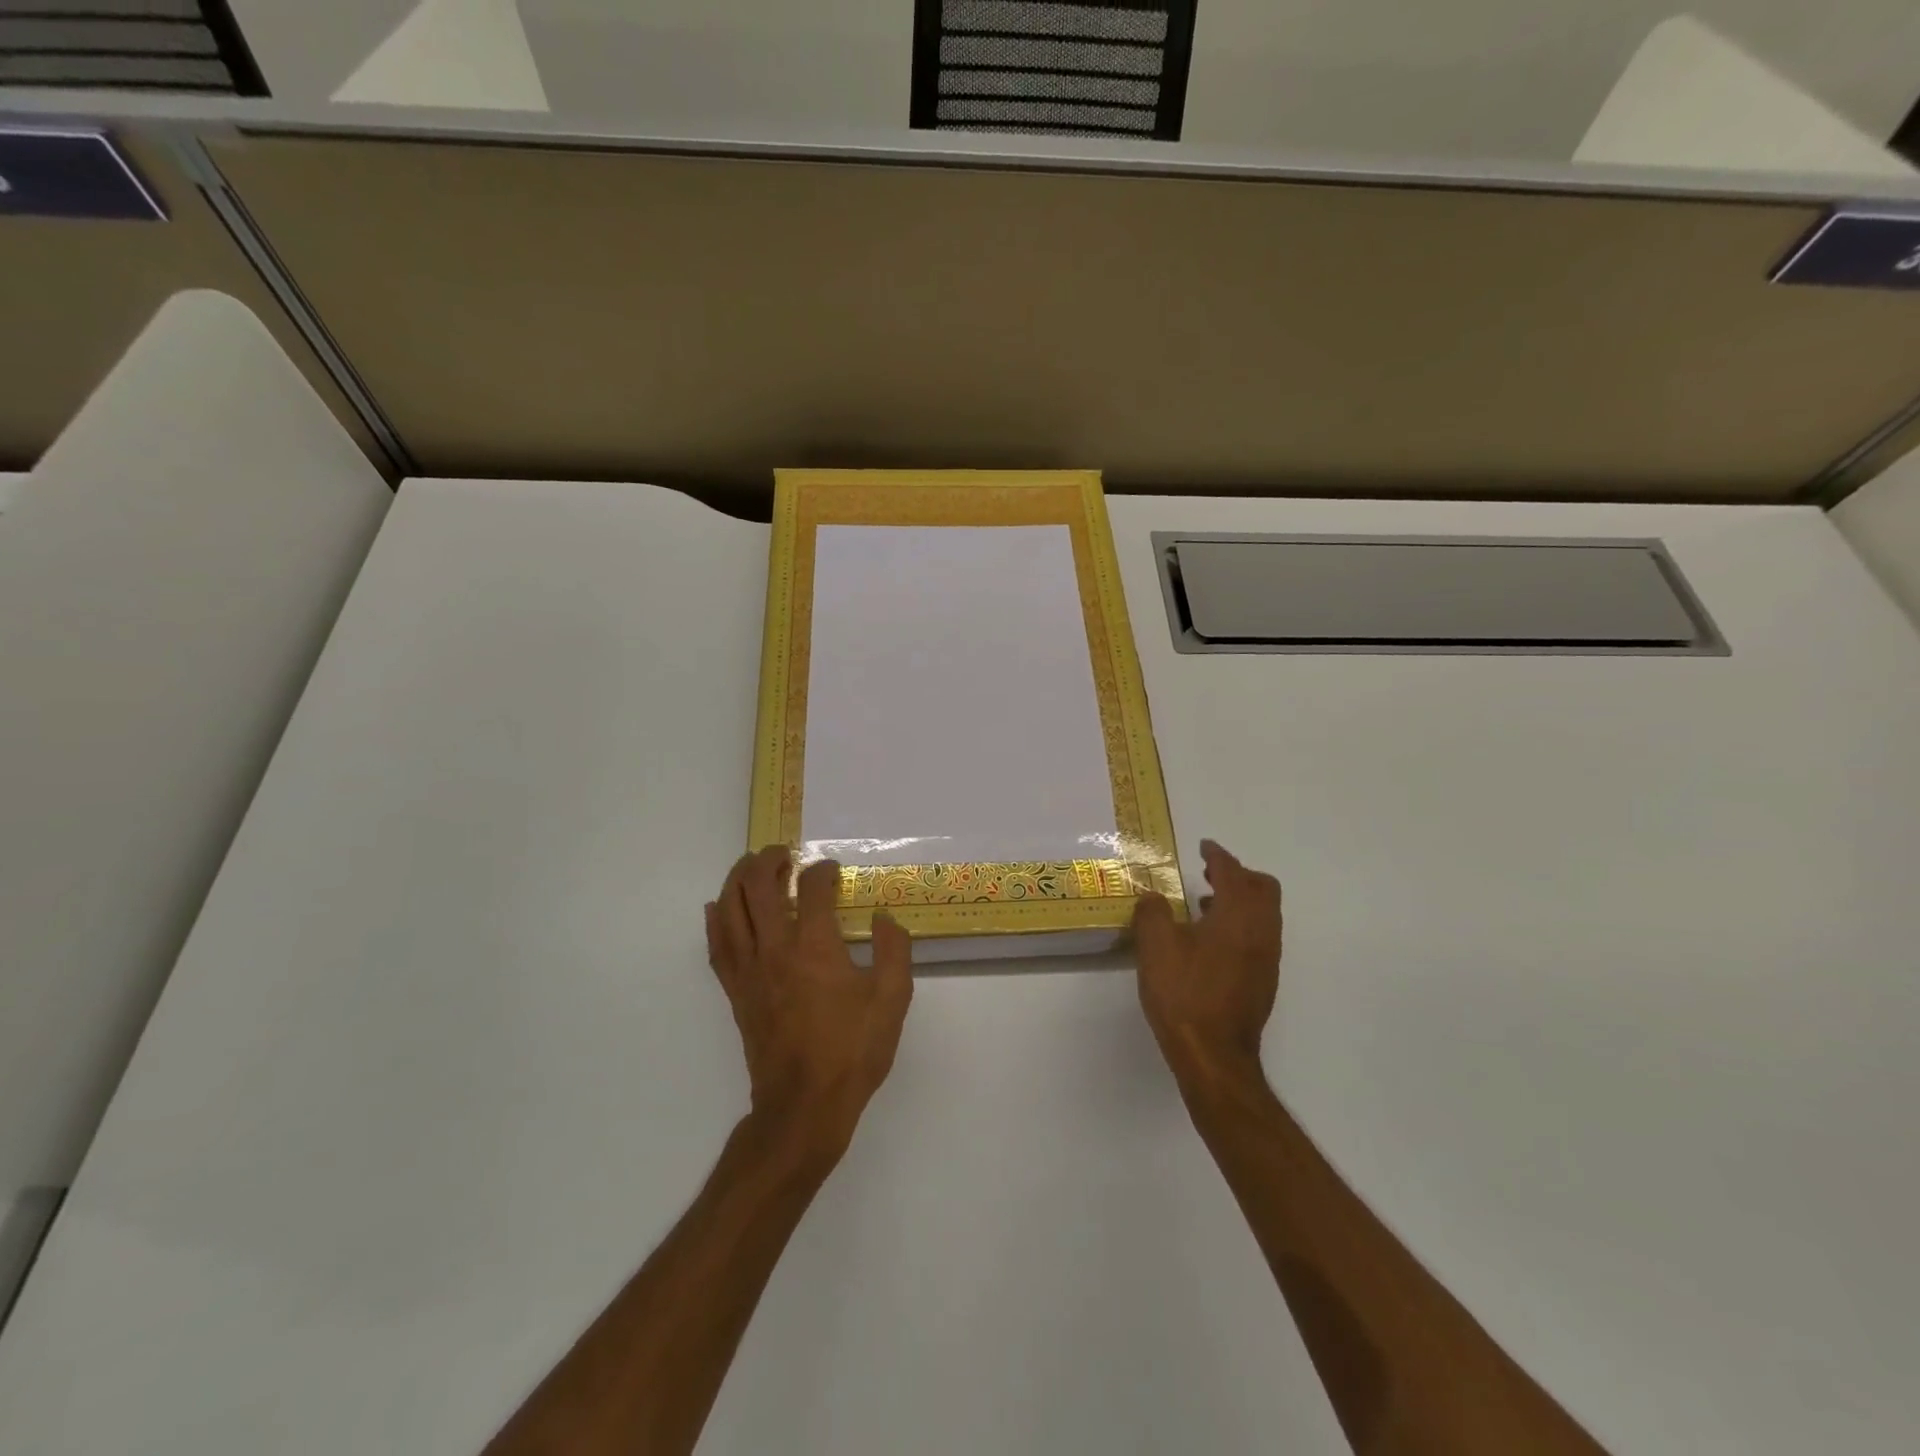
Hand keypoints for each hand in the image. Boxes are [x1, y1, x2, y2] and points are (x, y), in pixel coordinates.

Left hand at [706, 846, 913, 1166]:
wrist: (804, 1106)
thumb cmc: (852, 1051)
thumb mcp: (892, 1000)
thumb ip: (894, 950)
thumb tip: (884, 918)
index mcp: (815, 947)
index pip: (813, 889)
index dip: (823, 872)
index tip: (832, 871)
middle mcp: (775, 949)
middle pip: (758, 887)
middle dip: (770, 860)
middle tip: (784, 853)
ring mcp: (749, 970)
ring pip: (730, 909)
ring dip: (738, 880)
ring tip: (751, 867)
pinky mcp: (735, 992)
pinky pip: (717, 945)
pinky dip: (716, 920)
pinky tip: (718, 908)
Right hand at [1132, 840, 1282, 1092]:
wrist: (1214, 1055)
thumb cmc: (1184, 993)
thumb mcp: (1155, 945)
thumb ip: (1153, 912)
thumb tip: (1155, 898)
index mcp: (1238, 915)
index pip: (1233, 872)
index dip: (1217, 855)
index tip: (1204, 847)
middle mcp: (1261, 931)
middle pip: (1262, 888)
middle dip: (1237, 875)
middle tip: (1209, 874)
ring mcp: (1267, 958)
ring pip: (1263, 914)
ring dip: (1238, 901)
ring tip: (1203, 905)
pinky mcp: (1263, 981)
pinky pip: (1258, 936)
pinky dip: (1239, 925)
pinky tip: (1208, 942)